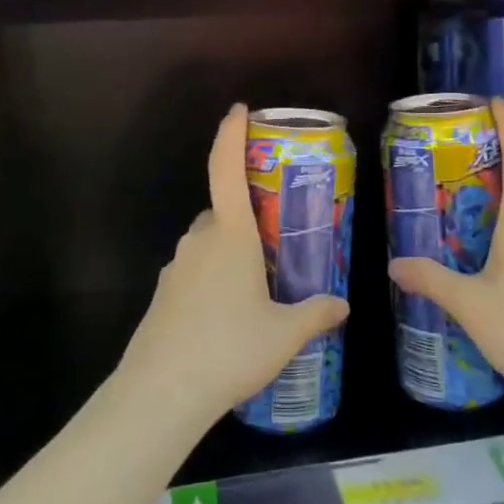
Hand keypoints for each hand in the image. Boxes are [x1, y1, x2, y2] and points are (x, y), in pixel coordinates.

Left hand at [119, 104, 349, 427]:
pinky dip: (211, 279)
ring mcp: (175, 269)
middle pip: (220, 211)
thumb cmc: (230, 349)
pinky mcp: (162, 296)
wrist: (161, 394)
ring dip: (228, 251)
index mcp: (229, 236)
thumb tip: (342, 305)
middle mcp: (198, 242)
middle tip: (274, 239)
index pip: (226, 170)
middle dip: (244, 216)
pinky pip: (192, 272)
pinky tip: (228, 317)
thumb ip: (315, 314)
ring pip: (206, 244)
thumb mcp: (284, 334)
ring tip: (257, 287)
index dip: (231, 135)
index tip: (239, 109)